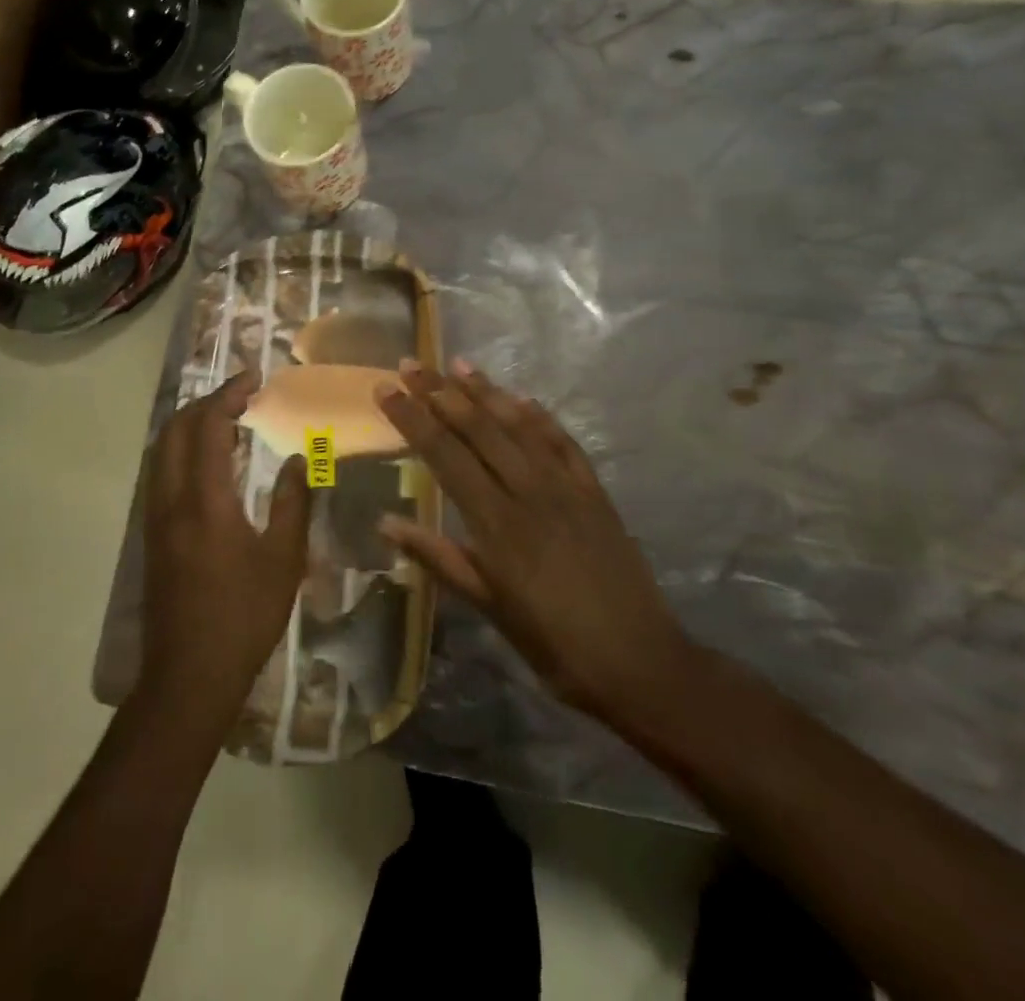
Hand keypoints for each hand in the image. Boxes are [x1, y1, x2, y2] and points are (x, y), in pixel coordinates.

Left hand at [139, 373, 308, 728]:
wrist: (189, 675)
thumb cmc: (244, 616)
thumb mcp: (284, 559)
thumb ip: (292, 501)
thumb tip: (300, 457)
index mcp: (205, 500)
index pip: (209, 427)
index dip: (229, 395)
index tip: (254, 379)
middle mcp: (171, 499)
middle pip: (175, 429)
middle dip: (206, 402)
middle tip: (241, 395)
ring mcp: (155, 517)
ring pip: (161, 450)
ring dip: (189, 424)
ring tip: (226, 419)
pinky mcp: (151, 535)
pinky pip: (160, 472)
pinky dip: (181, 449)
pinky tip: (209, 463)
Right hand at [376, 359, 691, 729]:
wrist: (639, 660)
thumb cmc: (553, 644)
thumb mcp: (488, 608)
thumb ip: (438, 557)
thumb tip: (385, 523)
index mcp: (496, 522)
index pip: (444, 455)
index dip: (412, 419)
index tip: (386, 390)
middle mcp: (528, 491)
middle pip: (477, 429)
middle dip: (439, 393)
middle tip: (411, 364)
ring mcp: (565, 486)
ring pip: (518, 425)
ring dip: (485, 392)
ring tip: (457, 364)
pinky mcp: (594, 490)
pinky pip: (562, 441)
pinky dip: (539, 416)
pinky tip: (522, 398)